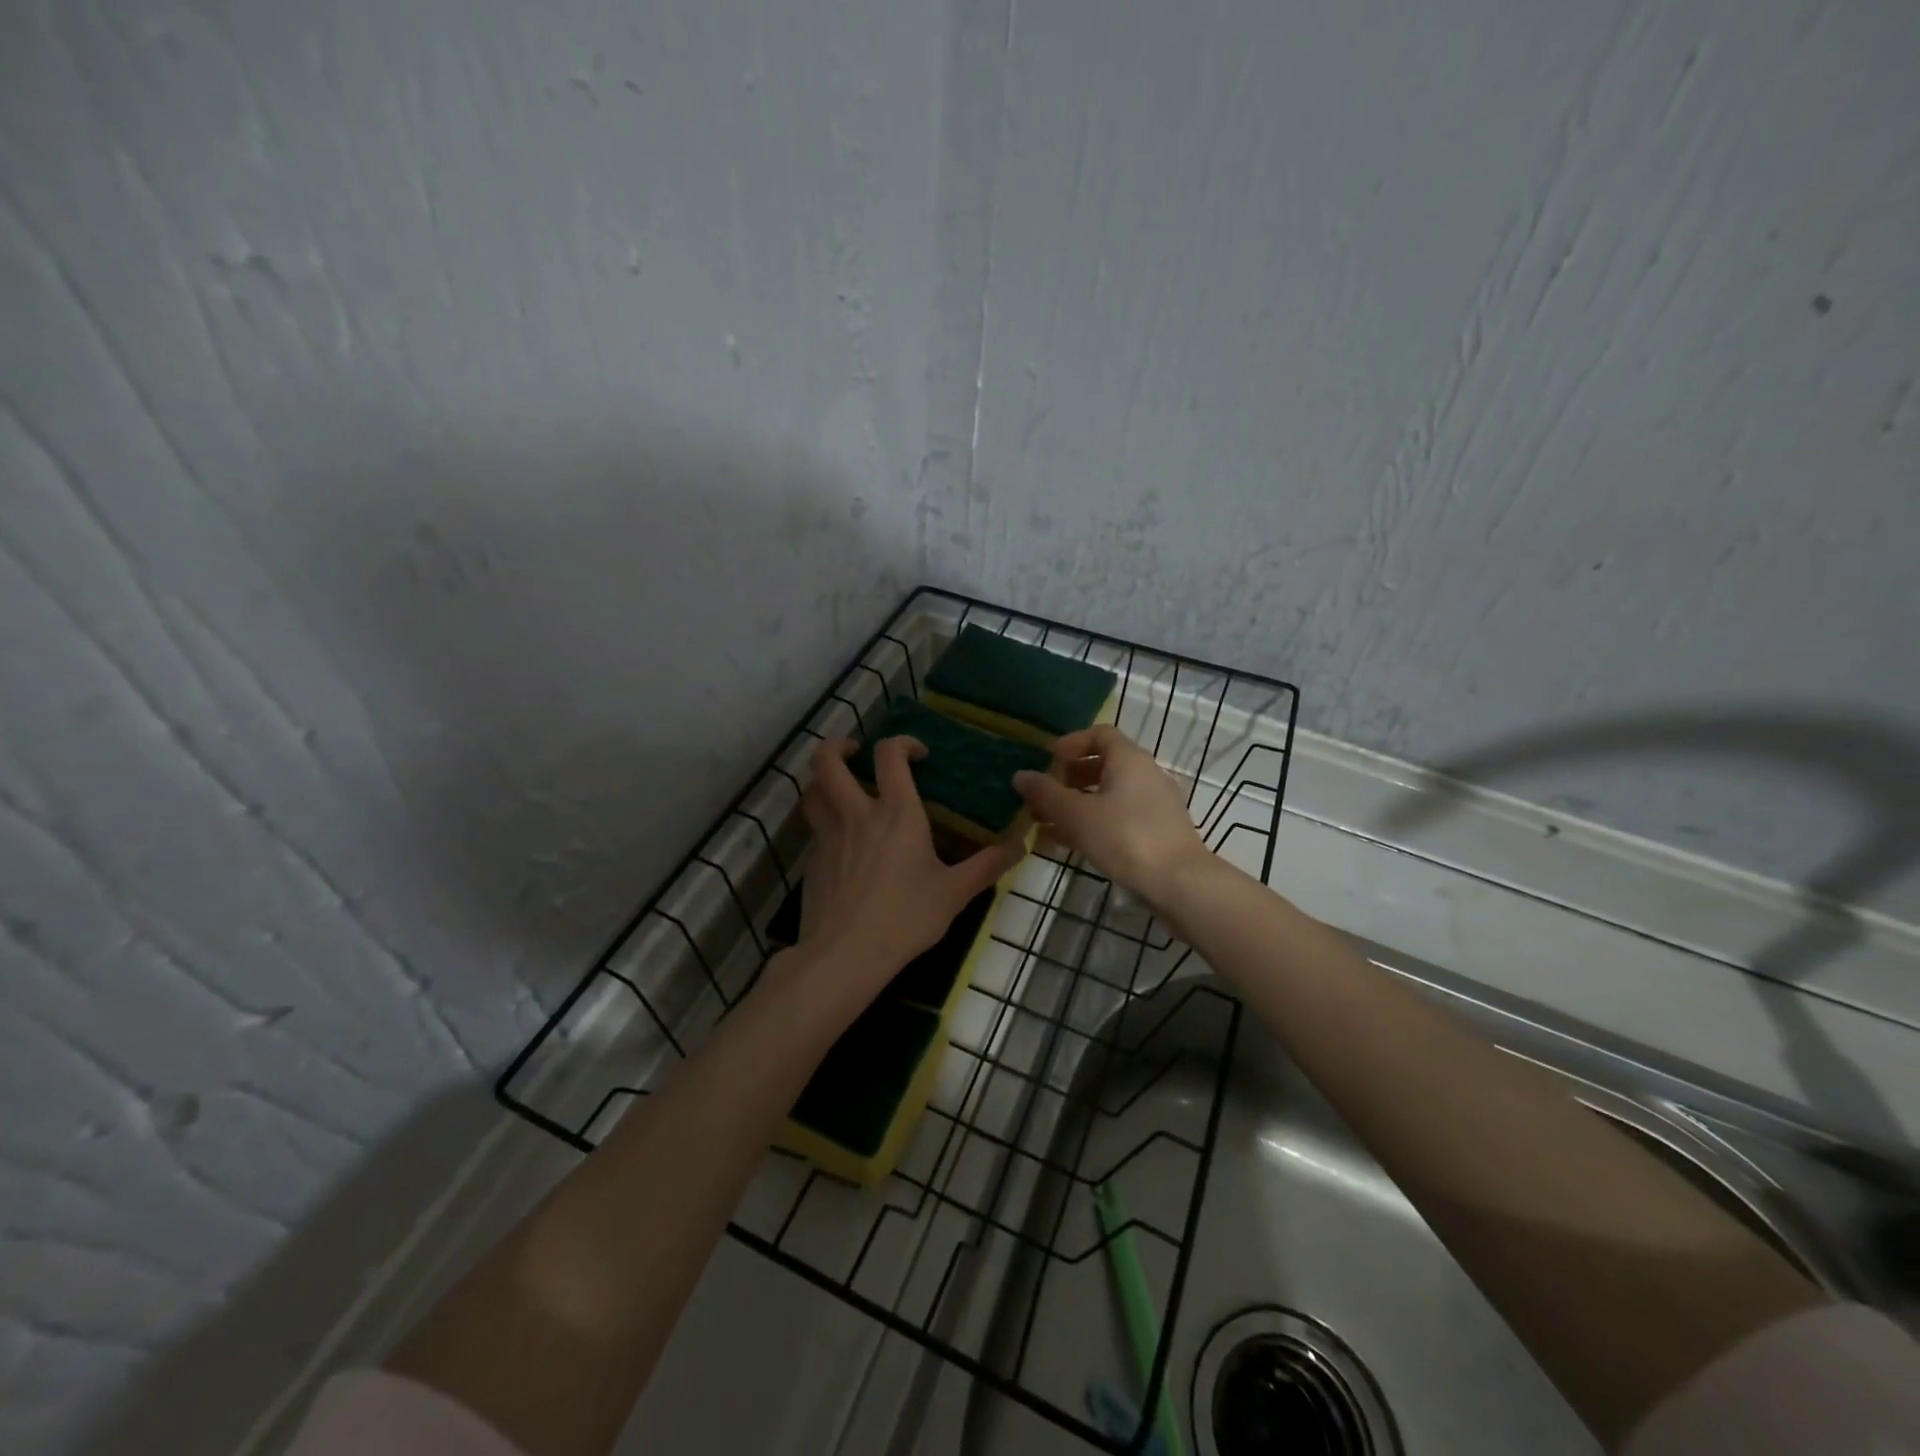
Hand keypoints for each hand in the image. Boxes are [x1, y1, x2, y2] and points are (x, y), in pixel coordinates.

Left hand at [794, 735, 1026, 993]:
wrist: (846, 954)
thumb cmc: (905, 918)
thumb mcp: (954, 893)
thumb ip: (987, 865)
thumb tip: (1020, 844)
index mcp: (896, 813)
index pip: (890, 755)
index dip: (902, 742)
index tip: (917, 755)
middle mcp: (856, 814)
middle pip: (827, 761)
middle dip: (837, 746)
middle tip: (855, 751)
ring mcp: (828, 836)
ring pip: (812, 790)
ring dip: (822, 779)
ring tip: (839, 785)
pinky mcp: (811, 861)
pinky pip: (814, 827)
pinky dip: (824, 820)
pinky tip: (841, 840)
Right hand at [1013, 725, 1212, 907]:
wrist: (1179, 883)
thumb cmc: (1125, 837)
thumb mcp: (1077, 815)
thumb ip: (1046, 794)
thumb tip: (1020, 776)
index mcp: (1130, 759)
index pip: (1099, 734)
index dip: (1071, 743)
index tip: (1047, 760)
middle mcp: (1145, 774)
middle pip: (1102, 765)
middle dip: (1067, 778)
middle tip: (1041, 795)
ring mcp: (1153, 804)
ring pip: (1107, 795)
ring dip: (1075, 804)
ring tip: (1043, 821)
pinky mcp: (1156, 831)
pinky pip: (1117, 817)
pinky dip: (1091, 822)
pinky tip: (1064, 842)